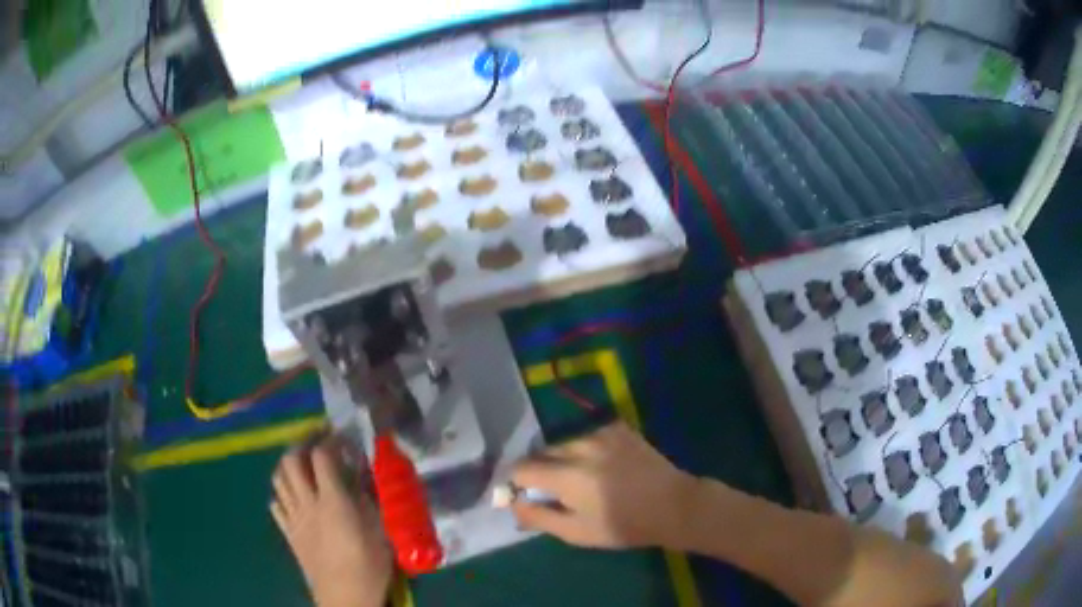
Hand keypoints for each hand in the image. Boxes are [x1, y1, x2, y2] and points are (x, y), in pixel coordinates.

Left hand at [271, 435, 391, 606]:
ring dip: (288, 464)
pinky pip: (276, 504)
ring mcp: (294, 517)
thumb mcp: (380, 530)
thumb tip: (361, 476)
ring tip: (301, 463)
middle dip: (302, 444)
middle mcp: (307, 503)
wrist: (344, 596)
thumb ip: (368, 499)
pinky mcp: (288, 533)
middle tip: (316, 441)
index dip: (330, 440)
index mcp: (333, 501)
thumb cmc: (368, 565)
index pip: (322, 456)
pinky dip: (281, 492)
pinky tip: (293, 496)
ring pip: (278, 479)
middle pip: (291, 460)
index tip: (341, 436)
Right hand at [509, 422, 698, 548]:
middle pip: (541, 452)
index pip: (521, 468)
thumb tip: (512, 505)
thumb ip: (538, 517)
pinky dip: (586, 449)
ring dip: (563, 459)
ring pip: (565, 443)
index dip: (517, 483)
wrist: (673, 505)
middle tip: (556, 492)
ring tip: (582, 479)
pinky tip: (603, 466)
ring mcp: (601, 433)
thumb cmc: (623, 525)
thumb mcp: (576, 532)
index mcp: (566, 474)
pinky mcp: (618, 428)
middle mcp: (579, 446)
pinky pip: (588, 436)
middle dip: (540, 470)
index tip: (526, 495)